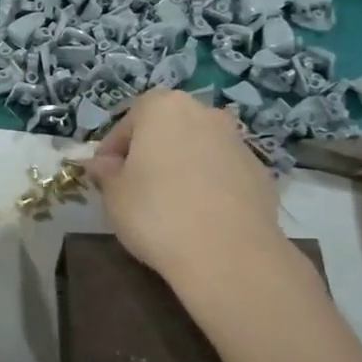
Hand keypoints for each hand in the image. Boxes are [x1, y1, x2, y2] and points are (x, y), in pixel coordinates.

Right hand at [88, 89, 285, 287]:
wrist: (228, 253)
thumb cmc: (156, 214)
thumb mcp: (114, 194)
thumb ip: (105, 172)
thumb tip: (101, 164)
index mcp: (164, 108)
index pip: (126, 123)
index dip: (111, 151)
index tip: (104, 177)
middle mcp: (204, 113)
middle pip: (166, 130)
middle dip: (150, 153)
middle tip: (135, 188)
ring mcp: (237, 141)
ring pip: (197, 149)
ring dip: (182, 168)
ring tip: (170, 205)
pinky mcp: (260, 172)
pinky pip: (222, 173)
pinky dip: (209, 186)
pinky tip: (200, 217)